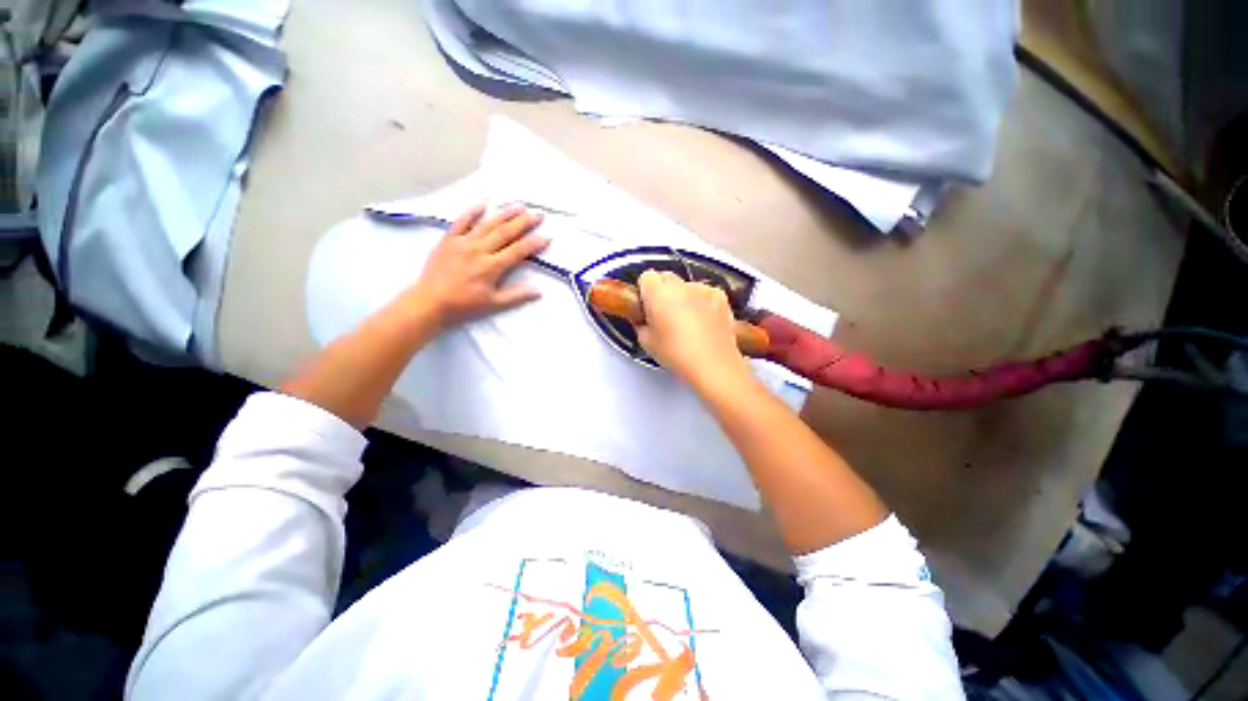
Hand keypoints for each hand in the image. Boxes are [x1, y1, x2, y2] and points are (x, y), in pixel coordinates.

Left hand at [401, 203, 548, 328]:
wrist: (430, 302)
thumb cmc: (464, 305)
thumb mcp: (493, 304)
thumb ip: (516, 296)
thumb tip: (538, 290)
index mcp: (491, 267)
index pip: (518, 251)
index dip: (534, 243)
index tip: (547, 236)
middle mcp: (479, 250)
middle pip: (505, 232)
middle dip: (524, 222)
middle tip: (538, 215)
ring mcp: (462, 242)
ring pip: (487, 223)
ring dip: (505, 213)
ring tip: (520, 205)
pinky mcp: (448, 239)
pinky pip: (461, 221)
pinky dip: (472, 211)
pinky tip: (484, 202)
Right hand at [634, 270, 751, 386]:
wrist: (712, 365)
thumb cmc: (678, 355)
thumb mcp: (646, 342)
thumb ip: (640, 324)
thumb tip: (643, 320)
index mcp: (658, 293)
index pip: (646, 277)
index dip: (644, 291)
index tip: (645, 305)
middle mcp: (680, 286)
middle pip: (666, 277)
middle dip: (662, 291)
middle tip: (662, 314)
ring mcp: (702, 289)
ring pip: (686, 285)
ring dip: (683, 297)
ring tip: (685, 322)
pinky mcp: (720, 297)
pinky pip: (705, 293)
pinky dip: (702, 302)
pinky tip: (702, 322)